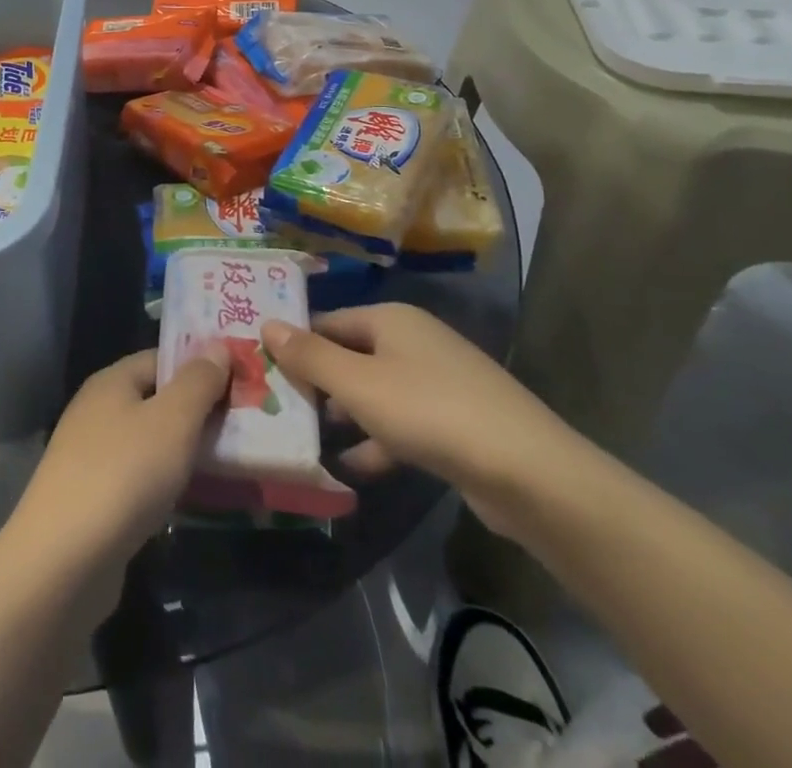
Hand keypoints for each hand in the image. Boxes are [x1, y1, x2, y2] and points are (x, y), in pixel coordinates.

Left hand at [8, 346, 229, 574]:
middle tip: (245, 425)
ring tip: (229, 462)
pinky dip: (165, 482)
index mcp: (112, 381)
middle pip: (156, 399)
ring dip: (184, 450)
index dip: (201, 366)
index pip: (162, 359)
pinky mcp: (92, 498)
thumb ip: (198, 382)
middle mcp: (97, 410)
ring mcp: (91, 455)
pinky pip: (139, 476)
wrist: (64, 559)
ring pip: (149, 440)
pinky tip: (190, 499)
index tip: (241, 382)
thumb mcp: (172, 420)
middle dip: (198, 411)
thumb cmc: (124, 474)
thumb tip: (218, 347)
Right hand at [262, 304, 580, 537]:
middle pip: (351, 355)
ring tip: (308, 439)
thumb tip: (266, 324)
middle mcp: (414, 341)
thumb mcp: (357, 384)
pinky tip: (353, 467)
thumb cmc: (428, 412)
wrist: (528, 472)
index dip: (295, 344)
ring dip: (345, 415)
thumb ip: (309, 356)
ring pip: (375, 392)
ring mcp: (438, 382)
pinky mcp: (455, 422)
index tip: (263, 370)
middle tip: (278, 408)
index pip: (328, 322)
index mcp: (390, 319)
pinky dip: (377, 441)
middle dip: (317, 383)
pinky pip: (402, 423)